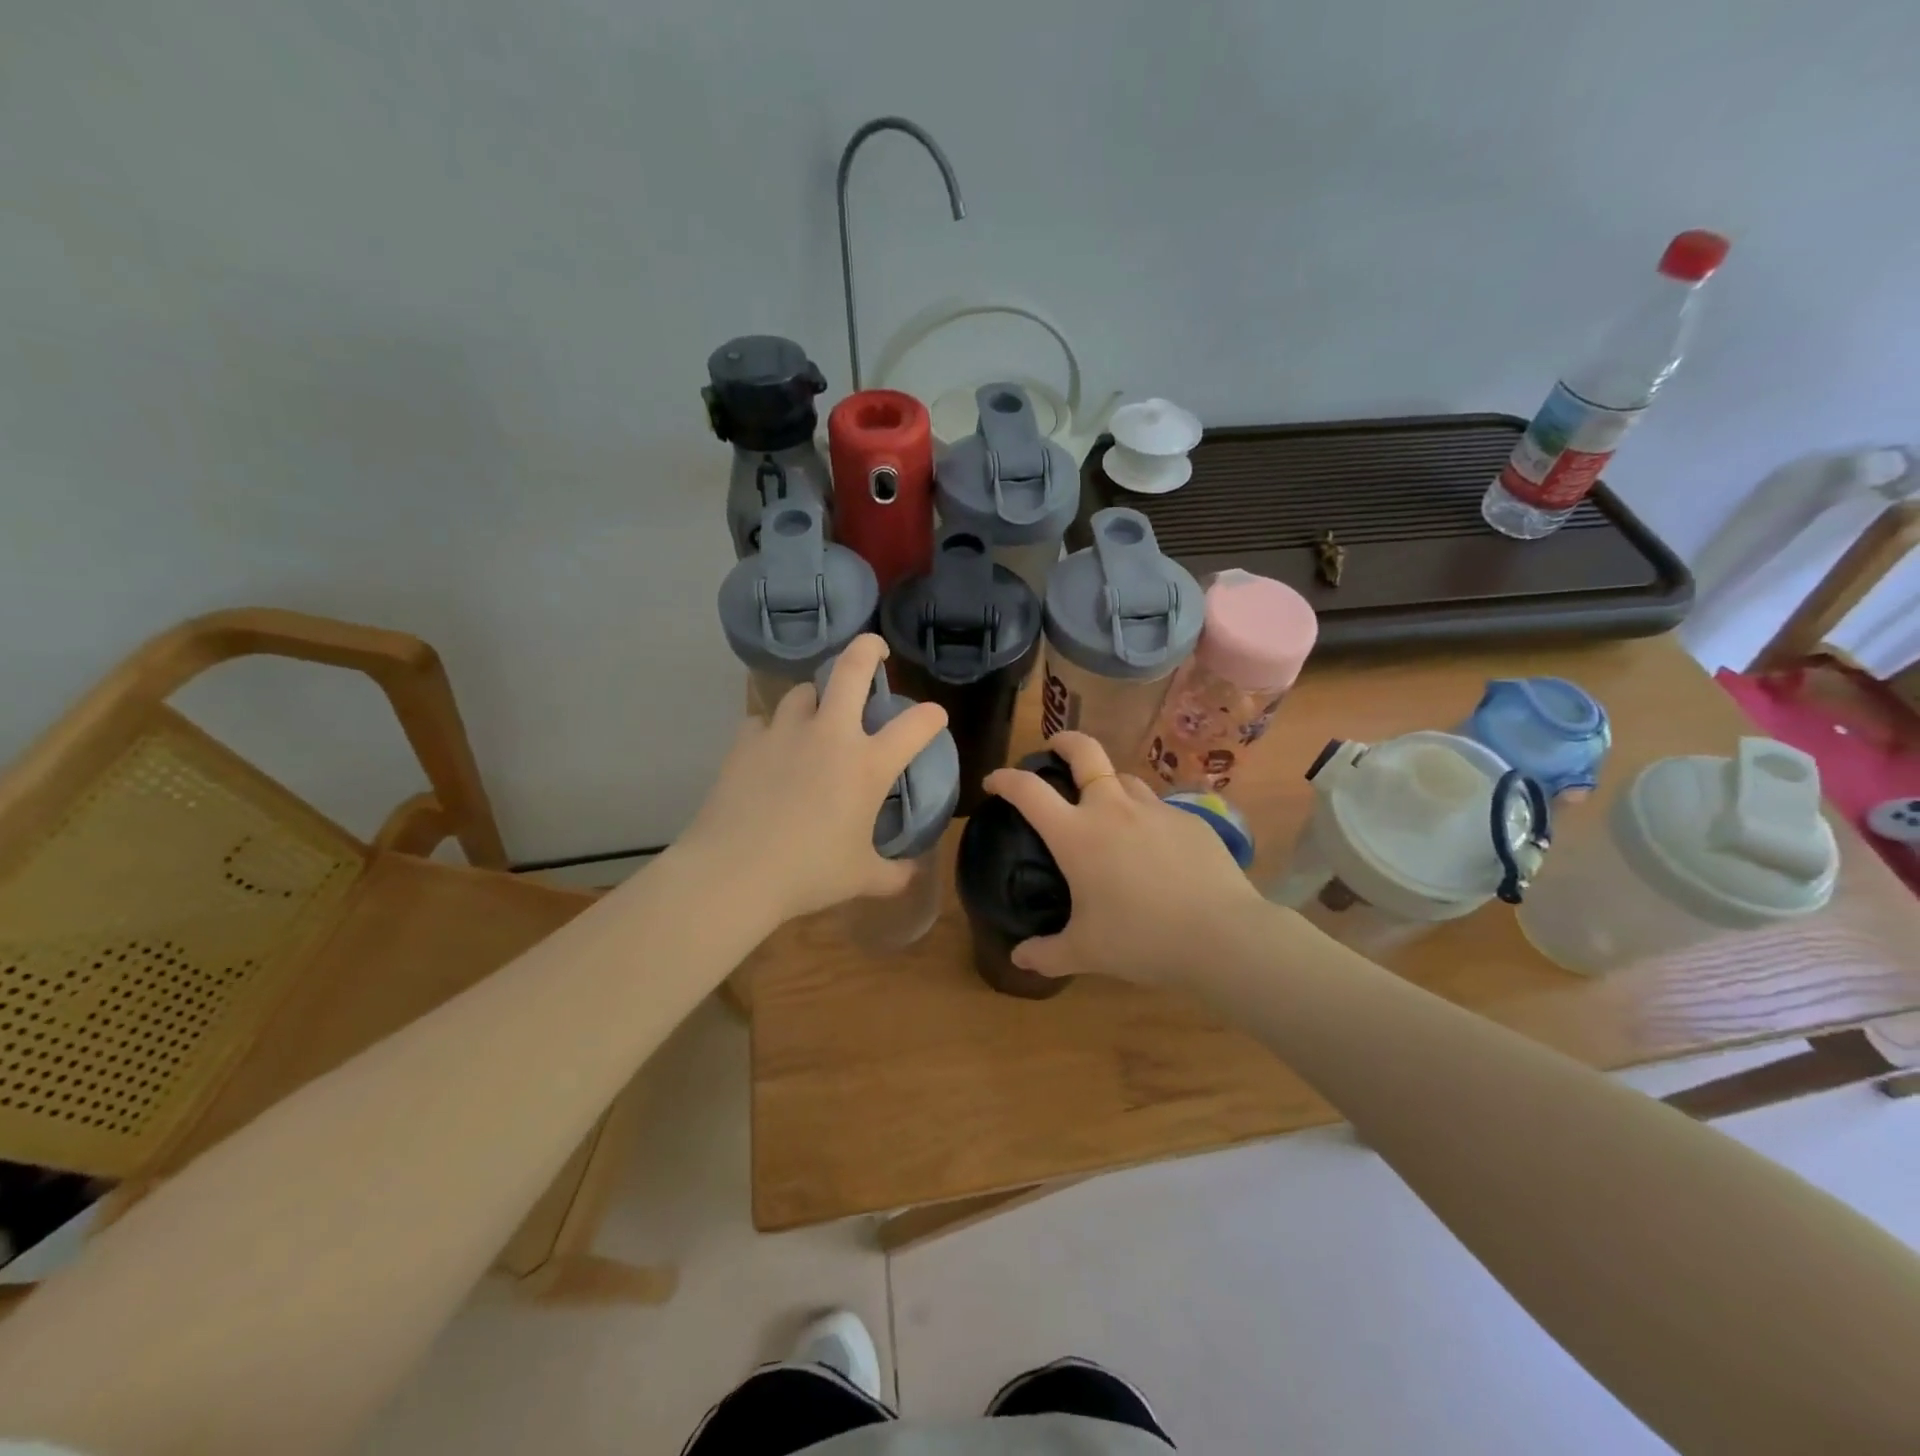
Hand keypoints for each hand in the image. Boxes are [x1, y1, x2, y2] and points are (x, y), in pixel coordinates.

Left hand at [681, 635, 947, 928]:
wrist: (733, 872)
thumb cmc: (808, 874)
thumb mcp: (863, 879)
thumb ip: (895, 874)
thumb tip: (914, 872)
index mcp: (867, 765)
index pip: (915, 725)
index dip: (932, 716)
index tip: (934, 717)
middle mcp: (830, 735)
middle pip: (852, 669)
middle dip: (869, 648)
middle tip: (876, 649)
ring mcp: (784, 732)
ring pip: (804, 691)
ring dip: (817, 696)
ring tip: (818, 713)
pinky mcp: (746, 741)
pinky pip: (764, 720)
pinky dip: (774, 728)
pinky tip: (772, 748)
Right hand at [981, 732, 1267, 989]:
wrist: (1221, 936)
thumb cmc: (1141, 939)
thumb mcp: (1086, 952)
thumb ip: (1047, 954)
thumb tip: (1018, 959)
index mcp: (1077, 834)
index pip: (1029, 791)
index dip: (1005, 779)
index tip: (993, 781)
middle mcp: (1112, 809)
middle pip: (1085, 752)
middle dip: (1064, 741)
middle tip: (1054, 749)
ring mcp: (1155, 809)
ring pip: (1124, 778)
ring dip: (1108, 784)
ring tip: (1106, 808)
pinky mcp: (1190, 820)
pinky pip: (1158, 809)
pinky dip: (1146, 818)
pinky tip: (1154, 848)